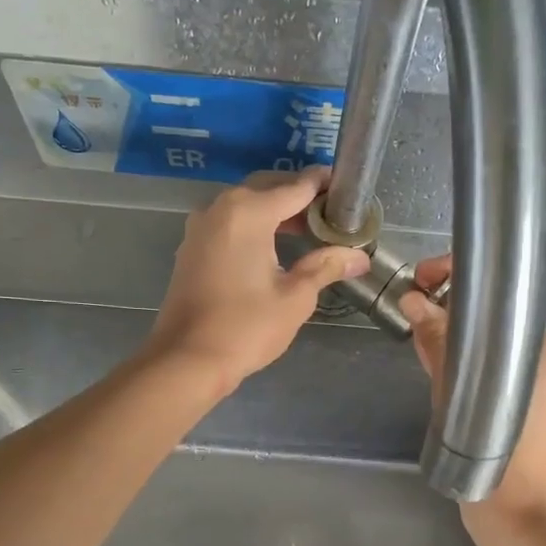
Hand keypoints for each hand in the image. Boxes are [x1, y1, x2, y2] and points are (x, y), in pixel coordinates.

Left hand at [145, 167, 368, 397]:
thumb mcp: (295, 297)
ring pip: (245, 205)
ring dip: (275, 211)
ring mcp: (201, 227)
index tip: (345, 188)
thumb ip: (325, 267)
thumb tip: (359, 257)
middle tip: (329, 212)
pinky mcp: (191, 247)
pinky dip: (253, 225)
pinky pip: (228, 223)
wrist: (187, 360)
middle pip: (267, 188)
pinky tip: (273, 247)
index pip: (295, 187)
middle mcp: (221, 208)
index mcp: (249, 212)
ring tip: (307, 230)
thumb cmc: (246, 328)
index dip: (322, 184)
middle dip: (298, 196)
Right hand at [400, 254, 545, 522]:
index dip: (458, 282)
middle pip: (498, 321)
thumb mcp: (456, 396)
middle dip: (454, 312)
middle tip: (413, 311)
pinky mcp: (537, 406)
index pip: (501, 299)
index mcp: (545, 351)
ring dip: (460, 340)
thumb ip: (439, 344)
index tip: (422, 279)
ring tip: (420, 338)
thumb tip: (413, 300)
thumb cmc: (493, 459)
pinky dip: (474, 363)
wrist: (518, 519)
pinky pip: (501, 370)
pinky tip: (442, 366)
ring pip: (497, 347)